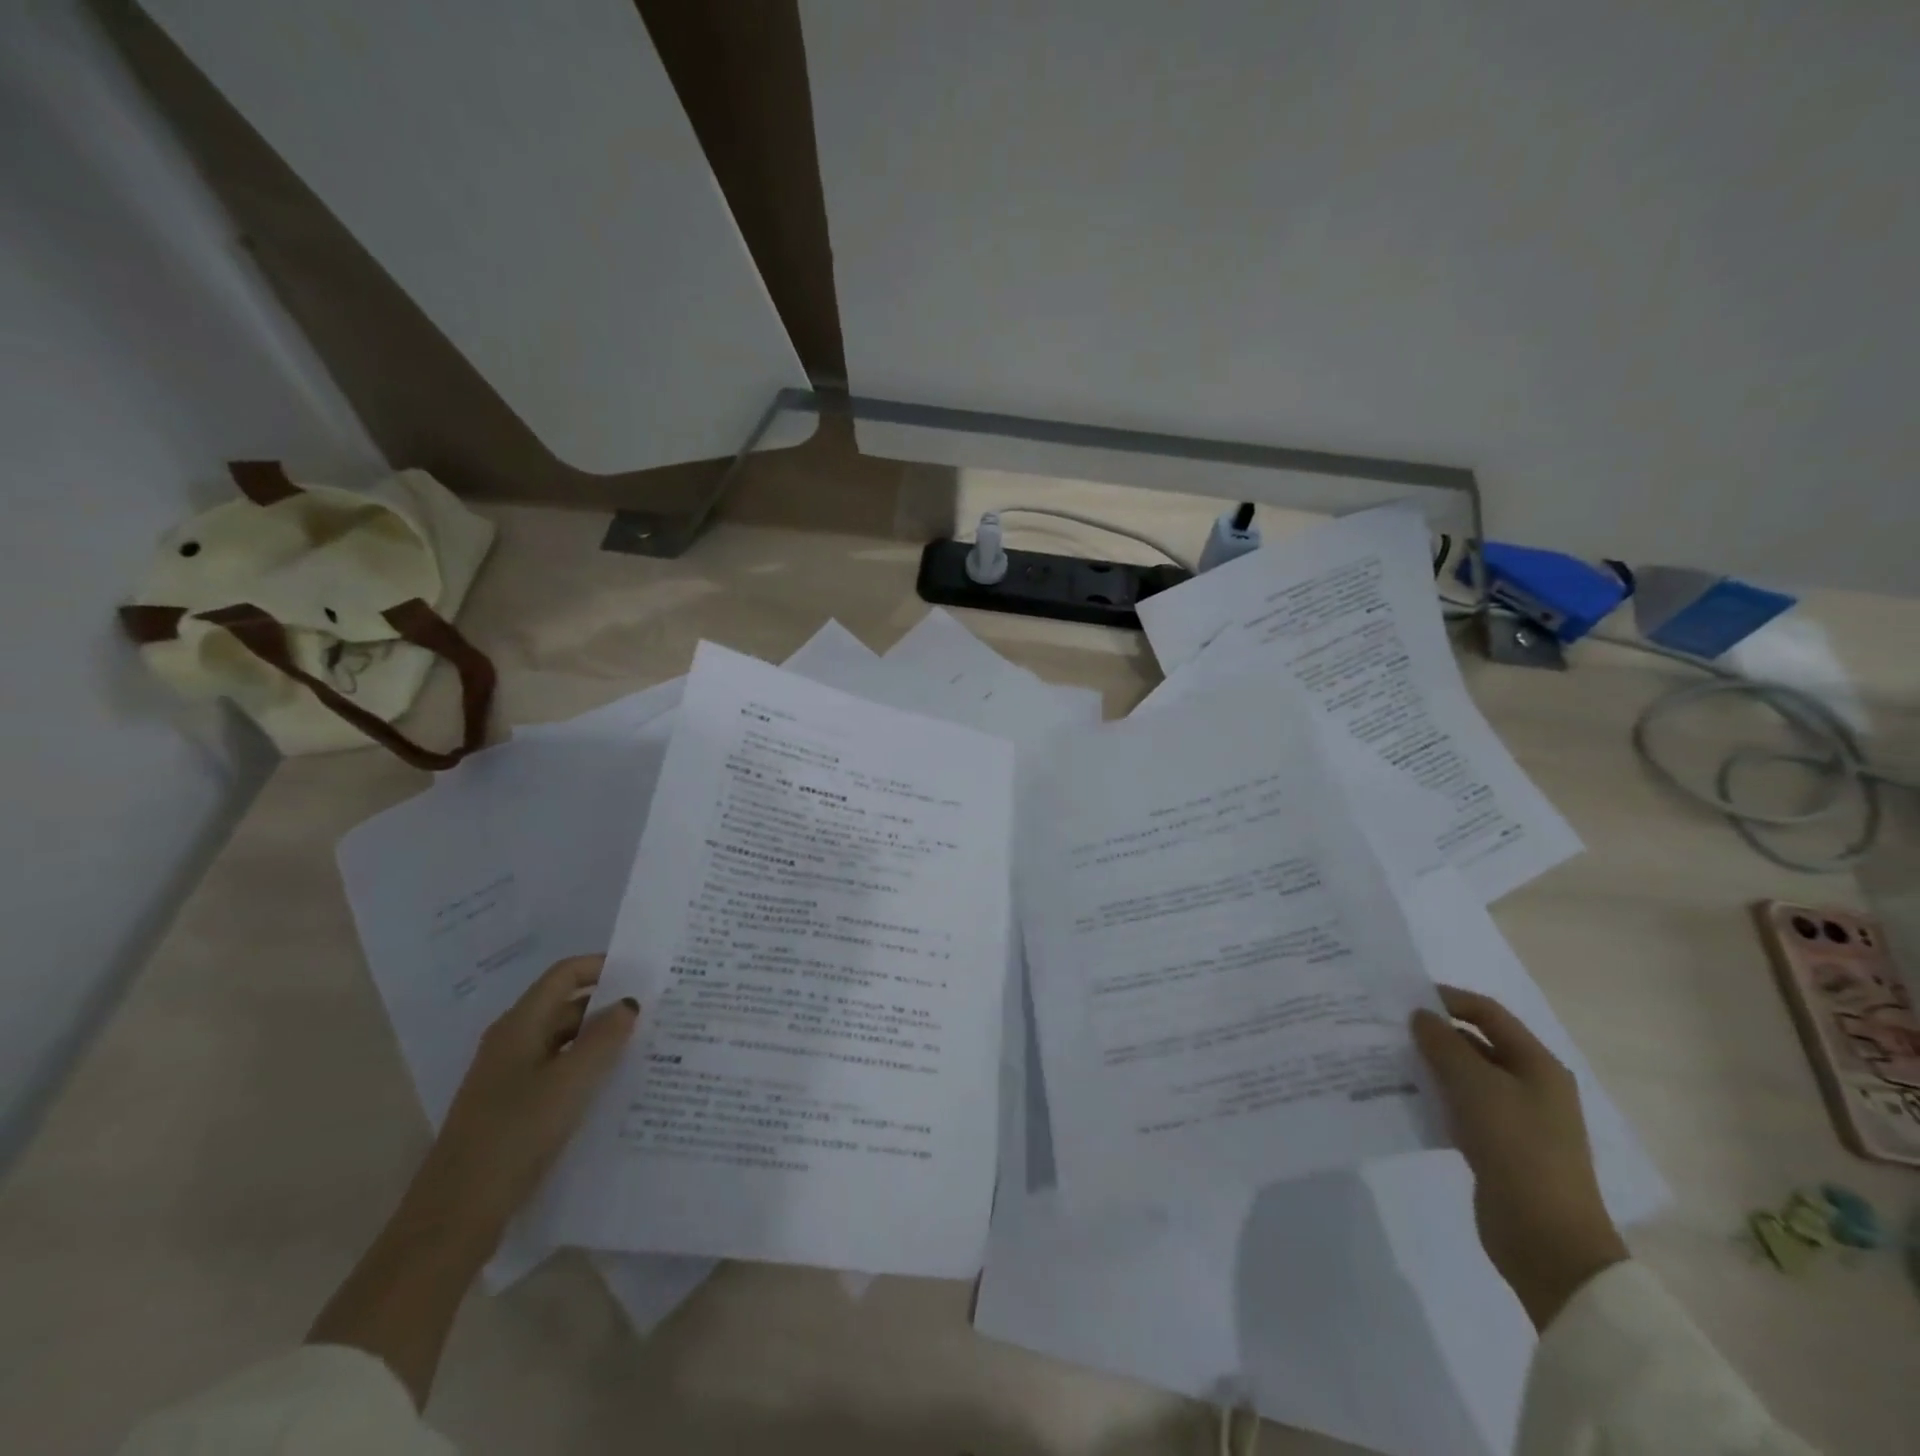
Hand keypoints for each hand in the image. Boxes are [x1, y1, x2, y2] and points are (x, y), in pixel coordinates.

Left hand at [399, 954, 638, 1258]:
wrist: (455, 1216)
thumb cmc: (515, 1135)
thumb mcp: (571, 1081)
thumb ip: (604, 1037)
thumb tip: (629, 1003)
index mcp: (519, 1025)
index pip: (564, 975)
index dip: (602, 966)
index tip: (643, 974)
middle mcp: (512, 1042)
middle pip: (565, 1007)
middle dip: (608, 1007)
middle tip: (655, 1013)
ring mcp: (509, 1077)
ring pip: (563, 1043)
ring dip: (600, 1041)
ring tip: (644, 1048)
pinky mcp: (512, 1109)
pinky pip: (557, 1073)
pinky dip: (585, 1070)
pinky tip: (613, 1087)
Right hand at [1411, 986, 1627, 1330]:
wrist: (1547, 1240)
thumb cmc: (1517, 1148)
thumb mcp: (1475, 1086)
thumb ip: (1444, 1044)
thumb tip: (1421, 1016)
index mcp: (1537, 1065)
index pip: (1488, 1013)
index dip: (1447, 998)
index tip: (1402, 998)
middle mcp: (1530, 1085)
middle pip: (1476, 1043)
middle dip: (1433, 1034)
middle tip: (1387, 1028)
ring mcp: (1516, 1119)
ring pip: (1465, 1077)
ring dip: (1430, 1066)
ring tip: (1386, 1059)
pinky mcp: (1498, 1147)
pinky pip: (1460, 1108)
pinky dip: (1434, 1098)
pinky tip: (1403, 1098)